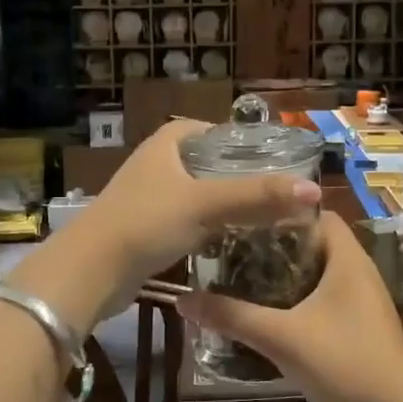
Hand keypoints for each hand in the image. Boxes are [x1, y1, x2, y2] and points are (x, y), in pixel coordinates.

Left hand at [15, 119, 321, 329]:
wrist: (90, 271)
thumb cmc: (146, 222)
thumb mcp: (205, 204)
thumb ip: (256, 196)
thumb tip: (312, 190)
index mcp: (164, 145)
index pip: (206, 130)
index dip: (235, 140)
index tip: (268, 158)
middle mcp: (153, 165)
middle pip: (202, 163)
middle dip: (234, 176)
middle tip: (272, 193)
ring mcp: (145, 199)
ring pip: (193, 194)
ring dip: (220, 205)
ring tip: (259, 218)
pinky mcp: (142, 230)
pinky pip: (182, 221)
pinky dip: (203, 228)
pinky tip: (226, 243)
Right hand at [174, 210, 402, 401]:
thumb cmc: (344, 363)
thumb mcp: (281, 338)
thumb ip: (232, 316)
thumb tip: (182, 299)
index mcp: (347, 259)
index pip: (317, 214)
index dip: (283, 211)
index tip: (245, 219)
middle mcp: (359, 271)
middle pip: (314, 242)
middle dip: (276, 245)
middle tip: (235, 248)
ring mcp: (364, 300)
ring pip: (320, 272)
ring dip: (287, 274)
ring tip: (244, 277)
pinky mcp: (362, 326)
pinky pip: (327, 297)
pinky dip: (300, 298)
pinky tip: (272, 314)